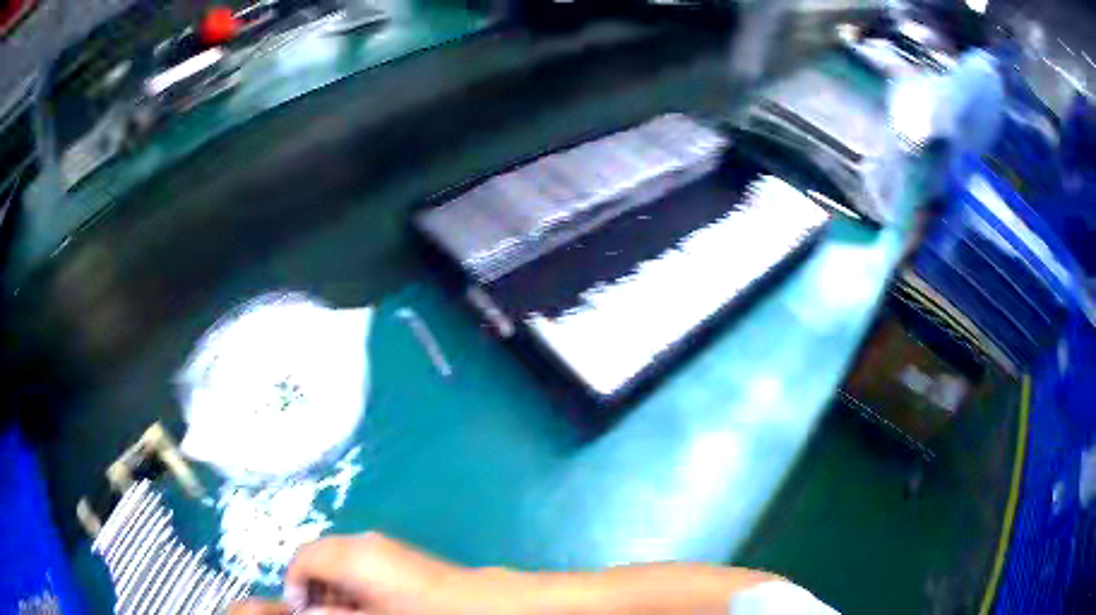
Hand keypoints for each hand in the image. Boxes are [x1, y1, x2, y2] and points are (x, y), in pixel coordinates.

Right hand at [230, 532, 525, 614]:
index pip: (302, 558)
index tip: (300, 609)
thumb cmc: (419, 613)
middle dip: (310, 581)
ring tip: (342, 609)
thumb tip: (306, 611)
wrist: (474, 603)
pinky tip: (361, 600)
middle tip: (318, 610)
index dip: (294, 583)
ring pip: (334, 555)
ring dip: (328, 580)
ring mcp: (378, 543)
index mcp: (350, 555)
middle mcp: (360, 541)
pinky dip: (347, 576)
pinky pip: (355, 557)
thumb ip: (333, 614)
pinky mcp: (392, 550)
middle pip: (316, 553)